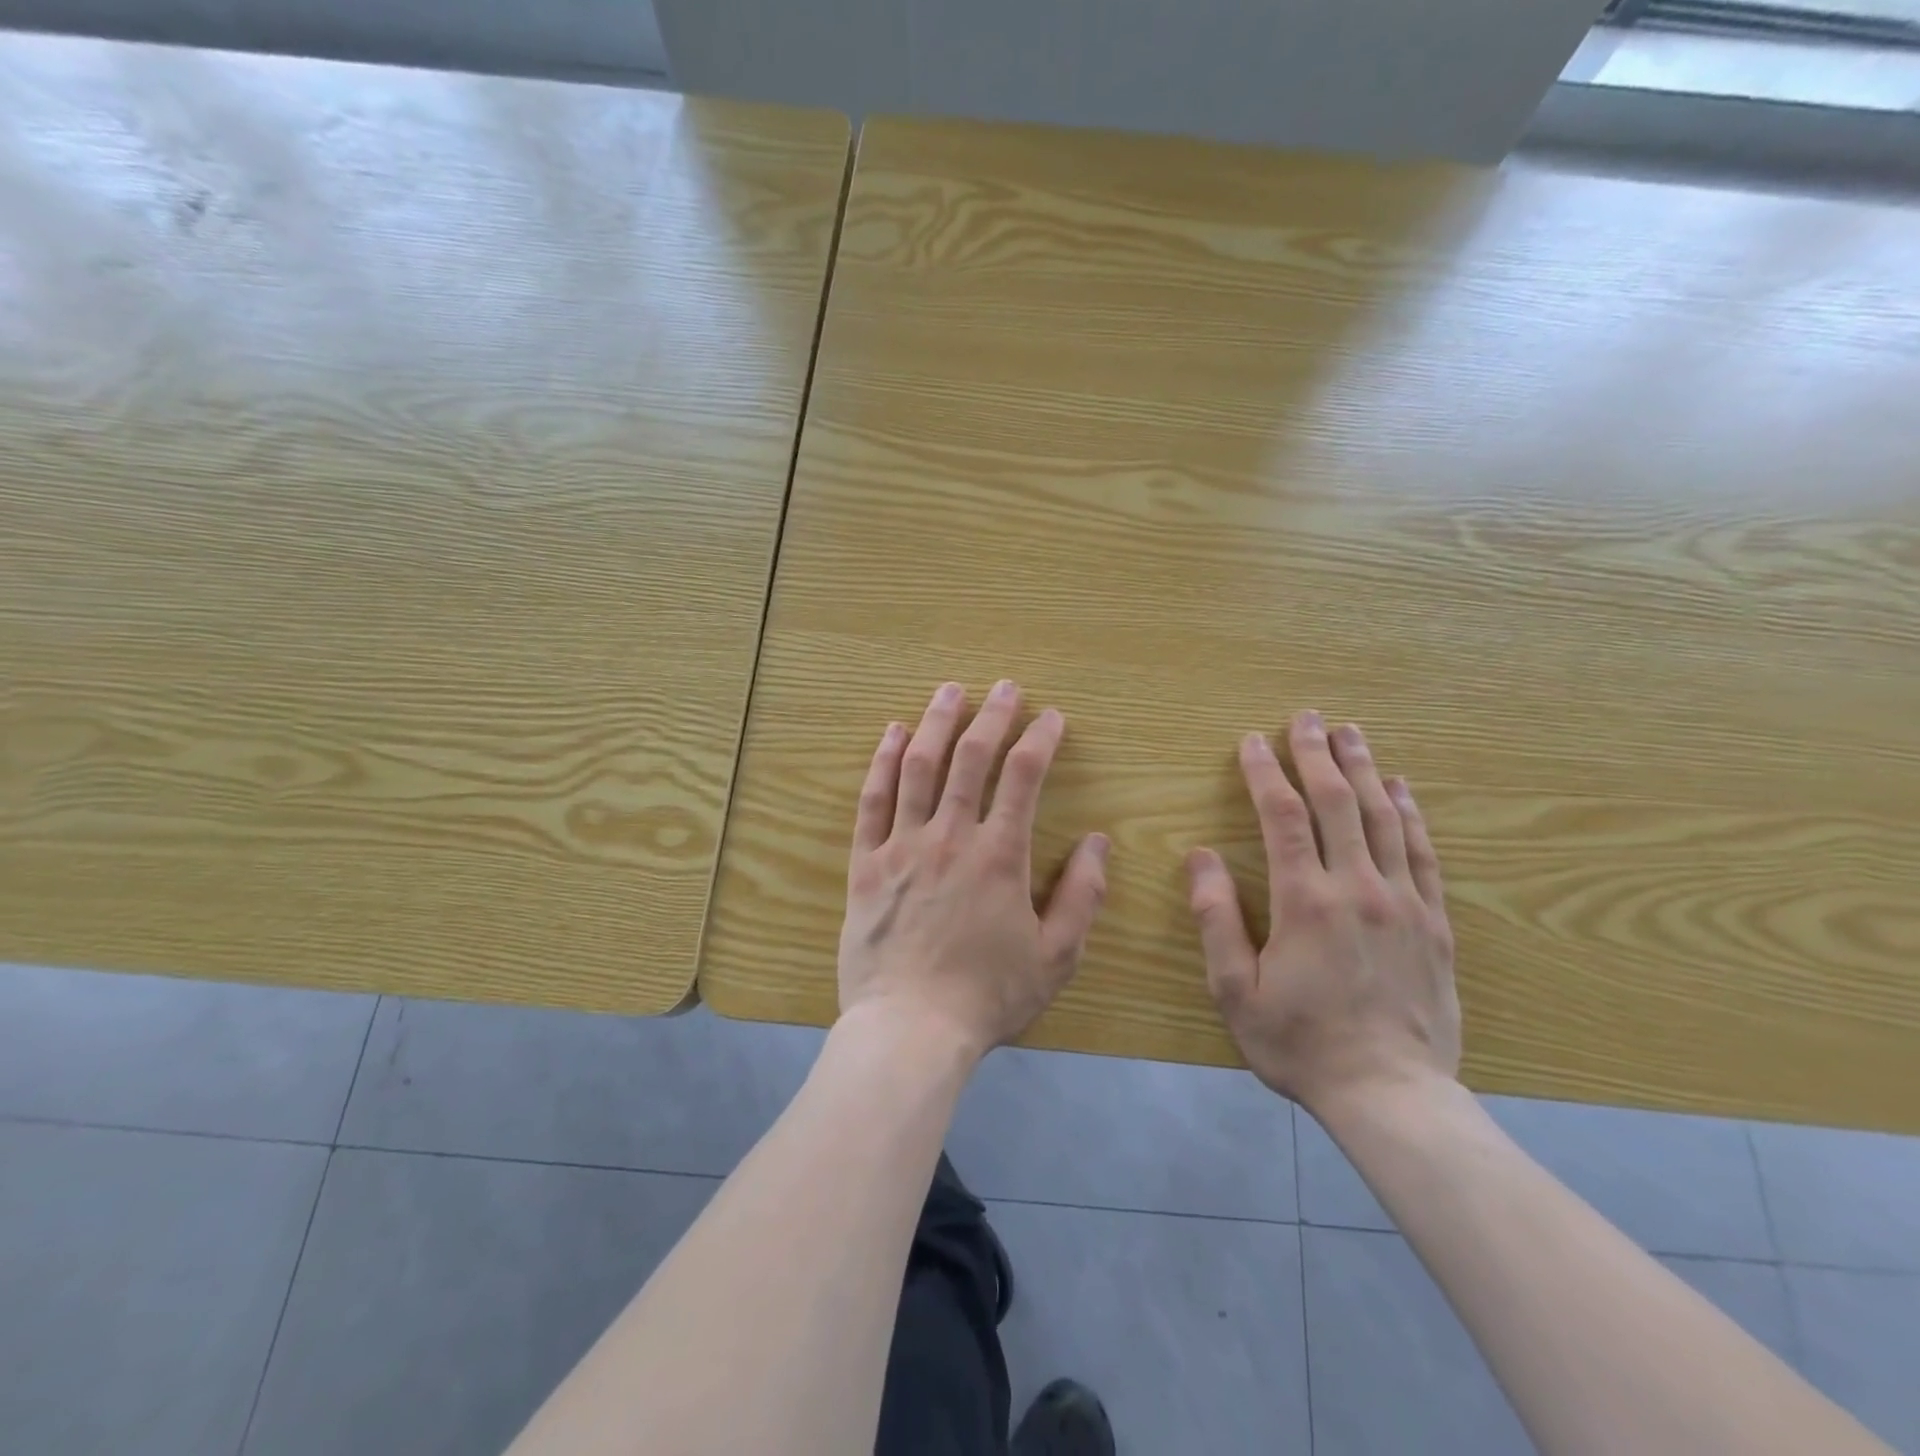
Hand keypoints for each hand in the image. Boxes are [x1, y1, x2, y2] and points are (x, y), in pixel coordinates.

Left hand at [838, 679, 1110, 1059]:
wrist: (910, 1030)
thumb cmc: (988, 996)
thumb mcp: (1056, 956)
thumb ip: (1083, 896)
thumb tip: (1100, 842)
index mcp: (1000, 855)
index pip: (1024, 777)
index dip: (1040, 739)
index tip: (1052, 717)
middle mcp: (950, 837)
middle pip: (971, 758)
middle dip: (992, 715)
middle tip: (1004, 688)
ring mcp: (902, 845)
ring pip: (919, 767)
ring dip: (937, 723)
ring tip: (950, 690)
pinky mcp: (866, 863)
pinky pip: (872, 800)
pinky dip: (883, 761)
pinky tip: (893, 733)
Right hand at [1186, 712, 1458, 1114]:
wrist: (1391, 1095)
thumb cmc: (1299, 1042)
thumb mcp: (1234, 989)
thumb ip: (1216, 918)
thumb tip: (1200, 856)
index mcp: (1305, 901)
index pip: (1283, 816)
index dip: (1265, 773)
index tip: (1252, 742)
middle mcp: (1358, 888)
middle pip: (1337, 803)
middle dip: (1317, 754)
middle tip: (1306, 717)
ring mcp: (1404, 902)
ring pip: (1383, 818)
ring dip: (1364, 770)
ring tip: (1351, 733)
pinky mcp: (1434, 923)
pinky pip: (1423, 853)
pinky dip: (1410, 814)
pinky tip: (1401, 789)